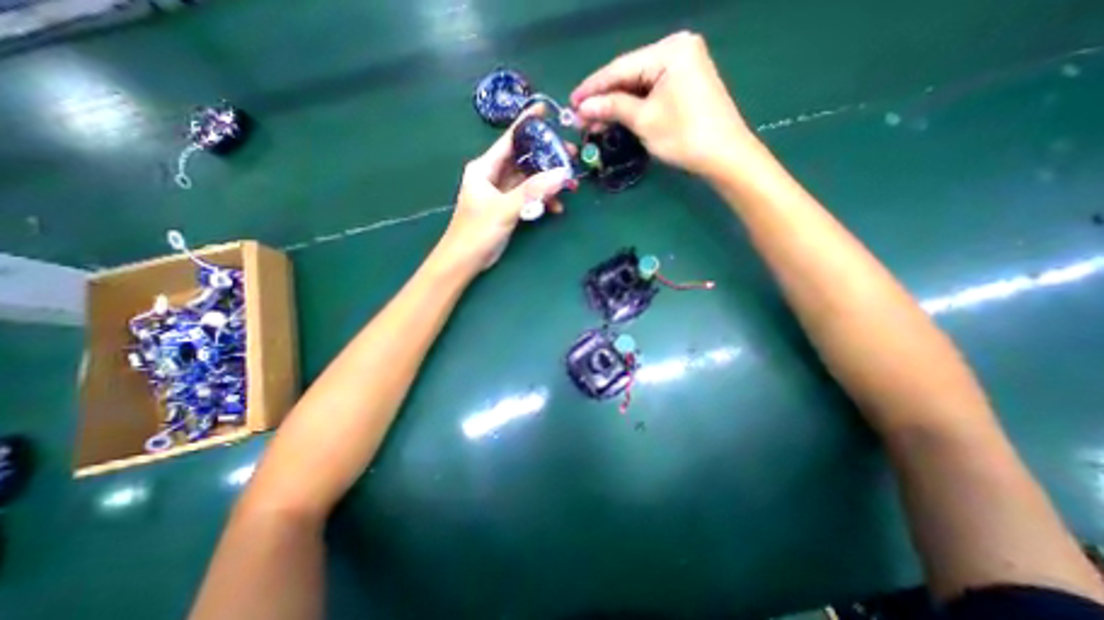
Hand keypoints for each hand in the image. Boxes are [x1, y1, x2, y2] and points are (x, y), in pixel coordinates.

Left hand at [432, 106, 577, 271]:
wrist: (464, 261)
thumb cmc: (476, 231)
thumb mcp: (504, 208)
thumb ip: (532, 191)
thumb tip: (562, 174)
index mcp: (484, 168)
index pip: (509, 140)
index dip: (527, 124)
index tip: (546, 110)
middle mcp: (493, 176)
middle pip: (523, 160)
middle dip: (546, 158)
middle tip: (570, 155)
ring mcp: (502, 193)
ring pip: (529, 181)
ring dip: (548, 183)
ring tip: (569, 186)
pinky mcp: (508, 208)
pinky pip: (529, 198)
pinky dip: (541, 201)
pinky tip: (555, 208)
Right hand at [570, 31, 758, 176]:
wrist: (723, 155)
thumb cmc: (684, 136)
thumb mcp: (644, 120)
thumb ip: (612, 108)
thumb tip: (582, 108)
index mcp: (669, 50)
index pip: (620, 68)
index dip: (592, 88)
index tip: (570, 103)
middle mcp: (676, 50)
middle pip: (628, 76)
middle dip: (602, 99)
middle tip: (578, 118)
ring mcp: (682, 67)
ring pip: (637, 86)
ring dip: (614, 106)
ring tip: (591, 124)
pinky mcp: (683, 84)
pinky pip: (650, 93)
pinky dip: (631, 107)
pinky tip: (614, 118)